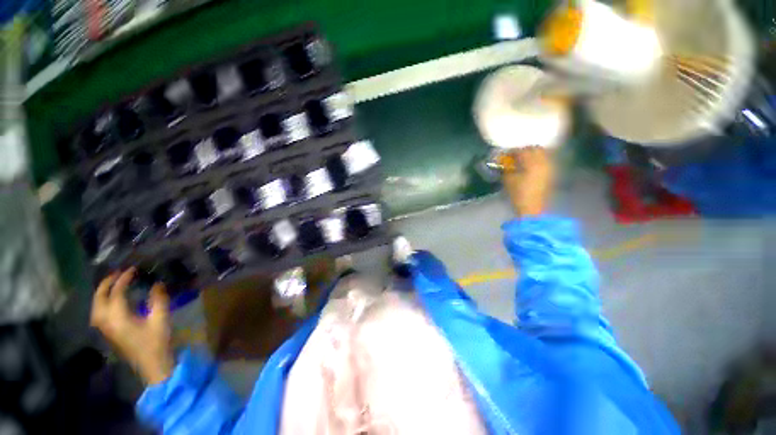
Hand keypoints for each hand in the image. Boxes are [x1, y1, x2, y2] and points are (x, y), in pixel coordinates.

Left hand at [90, 268, 174, 384]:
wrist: (152, 365)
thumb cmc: (157, 342)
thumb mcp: (161, 319)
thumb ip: (158, 300)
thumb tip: (157, 284)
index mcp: (118, 317)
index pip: (116, 292)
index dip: (124, 279)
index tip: (133, 269)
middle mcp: (106, 321)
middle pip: (99, 299)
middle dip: (106, 284)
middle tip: (118, 273)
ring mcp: (105, 329)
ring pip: (96, 306)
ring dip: (102, 292)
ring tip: (112, 284)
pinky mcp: (109, 333)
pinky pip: (99, 312)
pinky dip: (103, 302)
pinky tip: (111, 300)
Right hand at [502, 147, 554, 215]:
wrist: (532, 208)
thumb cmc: (518, 194)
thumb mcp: (508, 180)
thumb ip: (507, 167)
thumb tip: (505, 161)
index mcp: (532, 162)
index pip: (522, 150)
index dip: (512, 151)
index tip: (505, 154)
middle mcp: (543, 162)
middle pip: (535, 149)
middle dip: (525, 150)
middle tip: (515, 155)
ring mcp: (549, 167)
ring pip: (542, 154)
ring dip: (532, 155)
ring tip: (523, 160)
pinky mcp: (551, 174)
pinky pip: (545, 161)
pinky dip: (537, 161)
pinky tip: (529, 166)